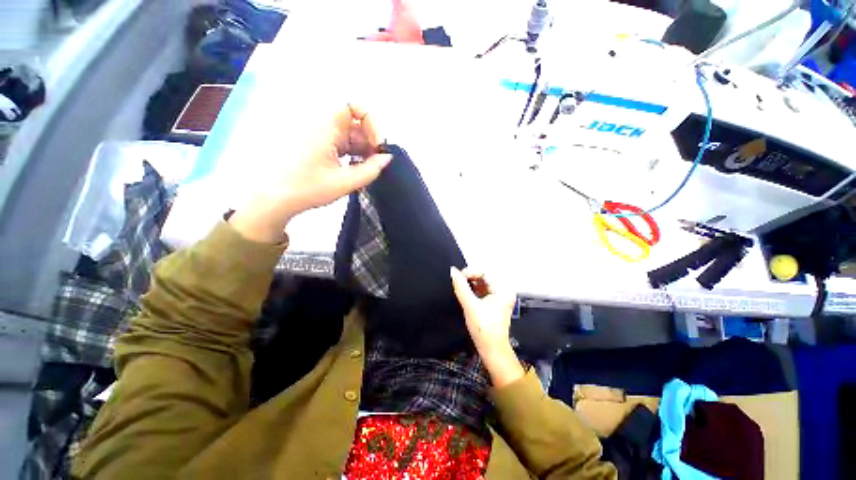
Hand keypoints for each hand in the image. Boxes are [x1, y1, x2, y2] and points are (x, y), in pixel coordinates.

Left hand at [230, 105, 391, 242]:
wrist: (277, 198)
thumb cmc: (309, 188)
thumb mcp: (345, 182)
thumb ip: (371, 170)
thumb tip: (387, 157)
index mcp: (326, 128)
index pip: (354, 107)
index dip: (371, 122)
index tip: (377, 145)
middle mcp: (323, 126)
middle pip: (355, 123)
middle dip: (369, 140)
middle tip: (375, 163)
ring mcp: (320, 137)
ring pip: (350, 135)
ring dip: (363, 149)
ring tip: (366, 169)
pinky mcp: (319, 146)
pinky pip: (342, 143)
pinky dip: (353, 154)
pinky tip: (355, 170)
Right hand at [450, 267, 523, 387]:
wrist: (492, 349)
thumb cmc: (485, 330)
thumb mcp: (470, 305)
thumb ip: (461, 287)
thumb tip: (453, 272)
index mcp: (502, 290)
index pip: (484, 271)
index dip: (470, 272)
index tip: (458, 277)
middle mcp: (502, 291)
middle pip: (483, 276)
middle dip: (469, 278)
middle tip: (458, 282)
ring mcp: (498, 297)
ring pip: (481, 283)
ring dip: (470, 284)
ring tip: (460, 288)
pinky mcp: (493, 303)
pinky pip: (481, 291)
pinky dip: (472, 291)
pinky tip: (465, 294)